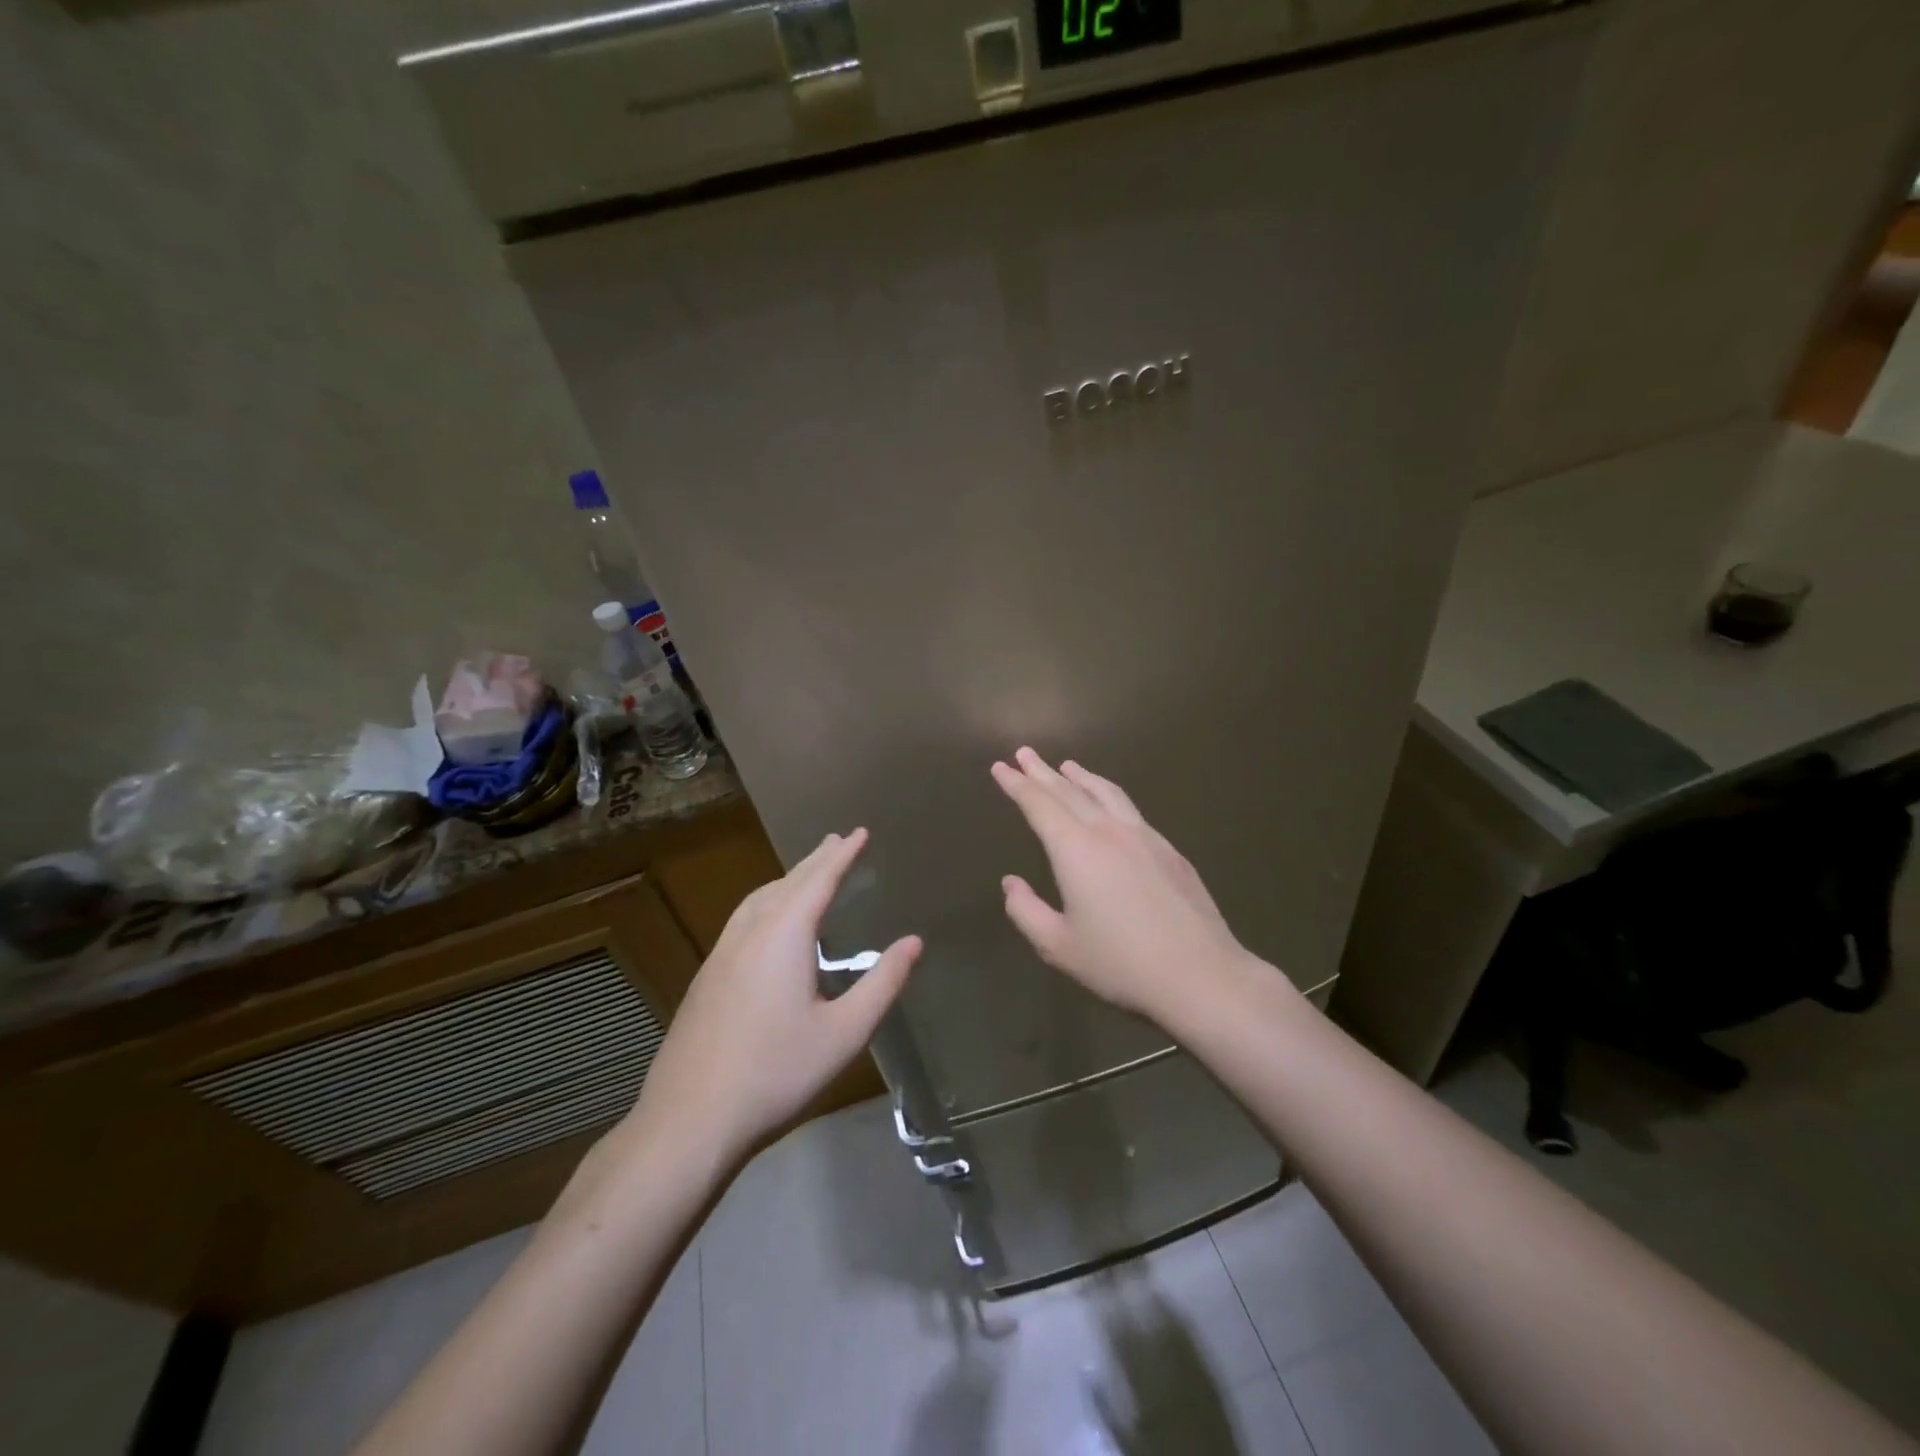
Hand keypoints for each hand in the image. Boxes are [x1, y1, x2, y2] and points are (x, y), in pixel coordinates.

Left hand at [629, 828, 919, 1166]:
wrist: (689, 1121)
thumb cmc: (776, 1073)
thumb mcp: (844, 1033)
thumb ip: (881, 984)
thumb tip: (913, 942)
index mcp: (783, 937)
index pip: (818, 881)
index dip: (842, 855)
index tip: (859, 832)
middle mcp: (749, 934)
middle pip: (786, 884)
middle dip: (815, 860)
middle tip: (836, 841)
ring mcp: (720, 955)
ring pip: (757, 900)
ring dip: (786, 880)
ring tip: (806, 874)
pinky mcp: (706, 979)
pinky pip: (742, 920)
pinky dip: (766, 903)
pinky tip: (769, 927)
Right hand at [991, 748, 1252, 1022]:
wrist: (1202, 975)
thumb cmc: (1121, 964)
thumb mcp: (1059, 947)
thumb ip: (1026, 911)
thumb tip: (1011, 884)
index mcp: (1076, 850)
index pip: (1039, 805)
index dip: (1017, 785)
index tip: (1000, 767)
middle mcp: (1109, 832)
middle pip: (1070, 791)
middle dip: (1043, 772)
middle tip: (1024, 753)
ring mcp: (1144, 837)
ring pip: (1106, 793)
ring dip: (1082, 777)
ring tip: (1067, 765)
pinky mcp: (1169, 850)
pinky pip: (1130, 809)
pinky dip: (1109, 795)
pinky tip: (1110, 805)